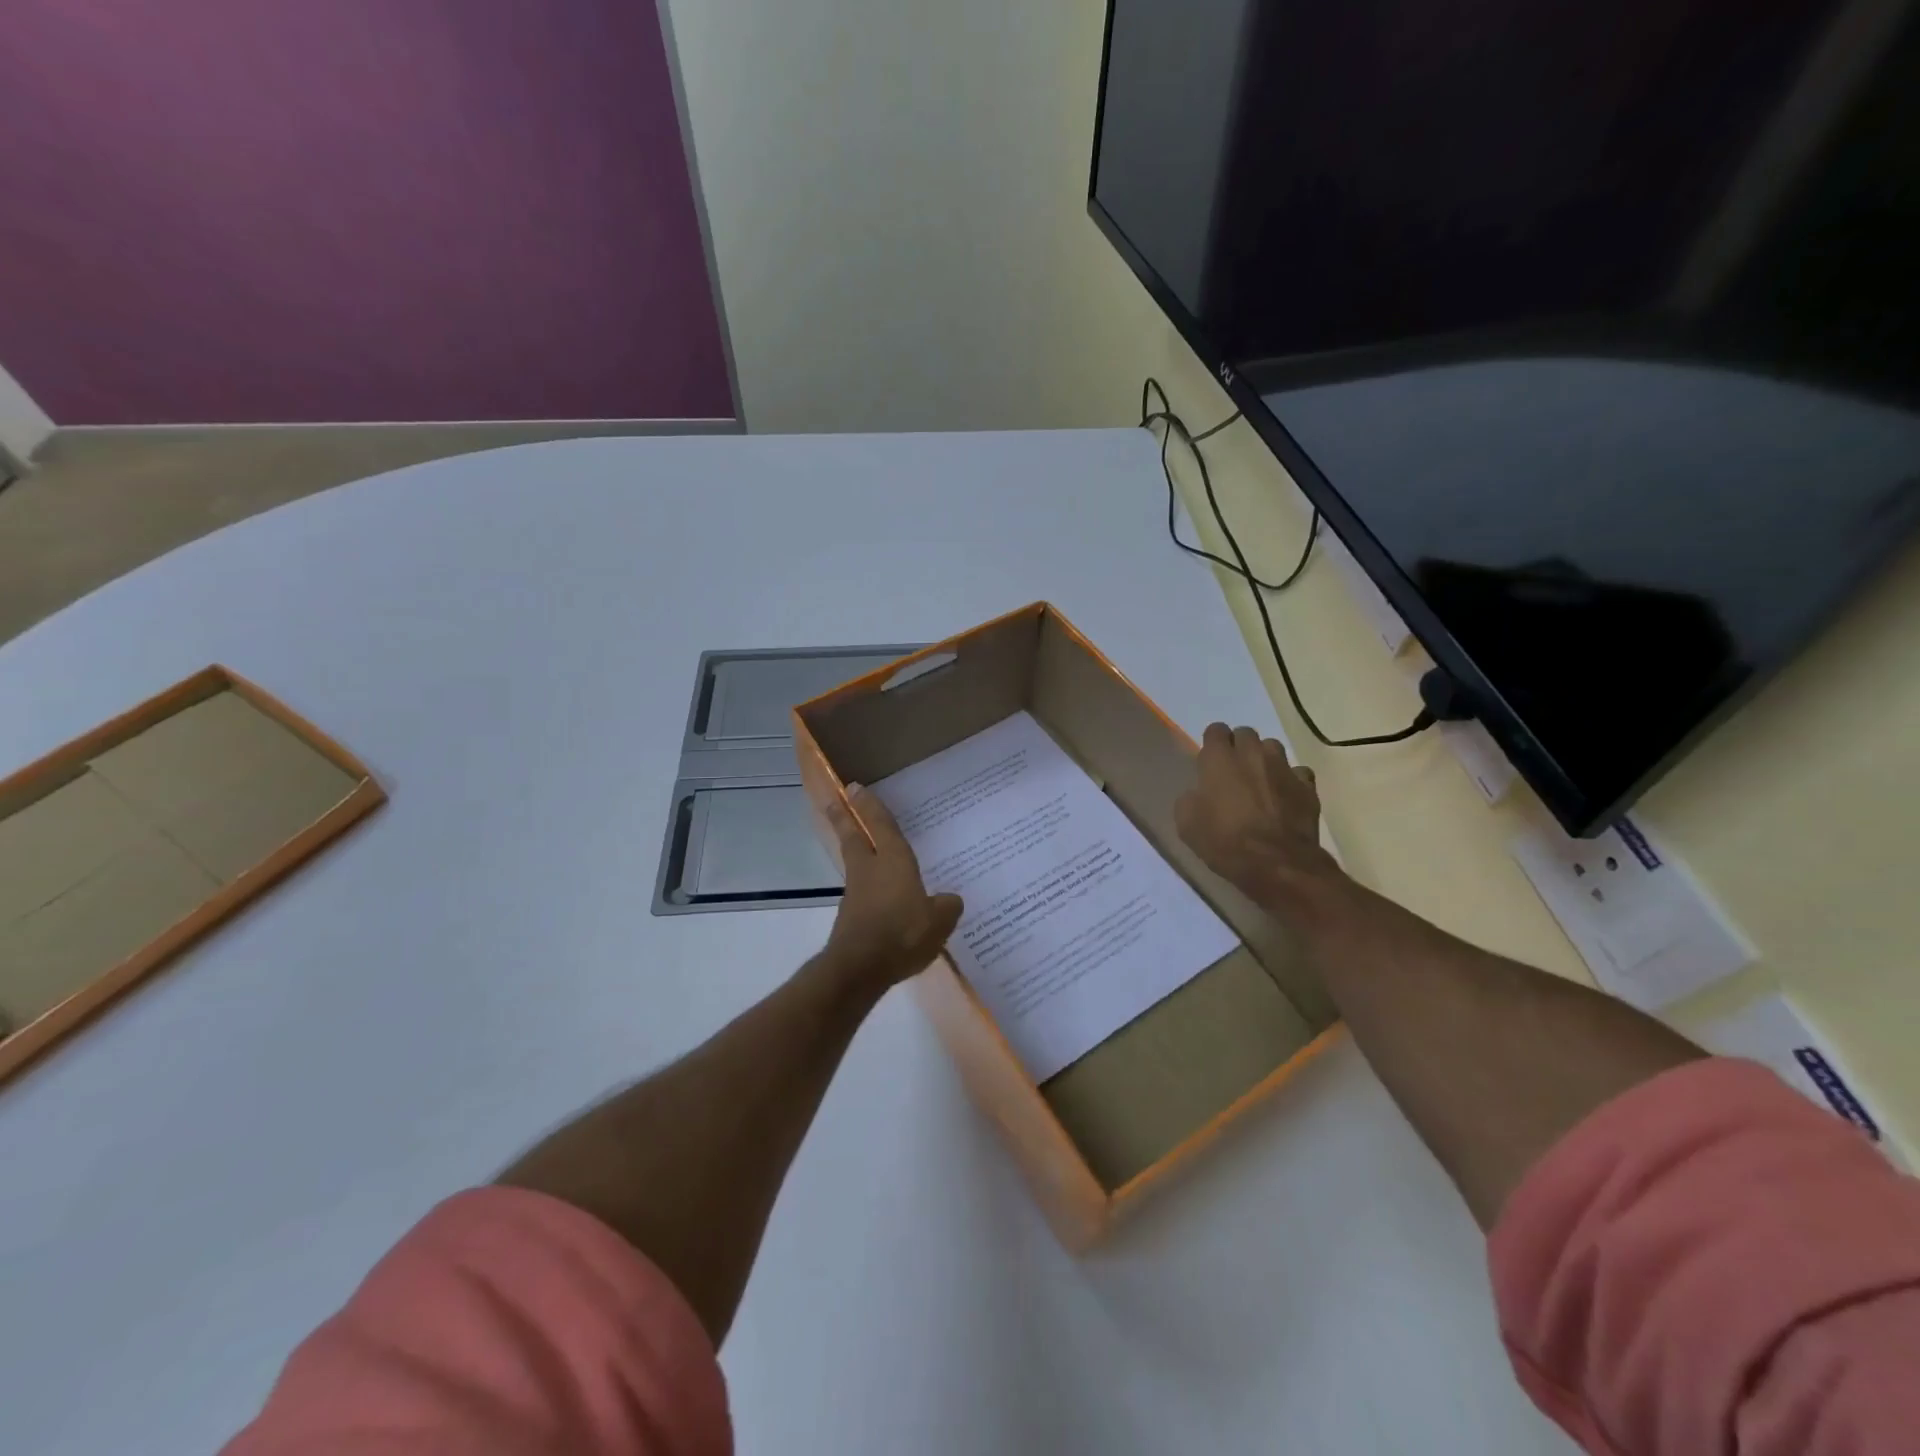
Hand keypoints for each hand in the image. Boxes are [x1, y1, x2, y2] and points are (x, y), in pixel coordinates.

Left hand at [821, 786, 963, 988]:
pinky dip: (867, 885)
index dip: (869, 806)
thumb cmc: (902, 934)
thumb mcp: (939, 921)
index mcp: (893, 862)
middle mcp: (870, 870)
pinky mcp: (851, 917)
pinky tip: (881, 897)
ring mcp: (856, 894)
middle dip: (845, 817)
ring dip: (854, 849)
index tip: (854, 787)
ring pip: (855, 862)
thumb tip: (949, 900)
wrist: (859, 968)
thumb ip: (947, 906)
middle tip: (836, 799)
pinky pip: (861, 892)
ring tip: (862, 846)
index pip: (880, 826)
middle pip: (854, 837)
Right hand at [1175, 723, 1346, 908]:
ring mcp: (1283, 768)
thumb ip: (1190, 799)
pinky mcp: (1307, 787)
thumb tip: (1198, 794)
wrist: (1277, 864)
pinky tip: (1285, 797)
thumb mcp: (1187, 824)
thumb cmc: (1225, 842)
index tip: (1208, 762)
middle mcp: (1252, 754)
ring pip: (1273, 747)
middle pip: (1245, 733)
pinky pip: (1298, 772)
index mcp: (1219, 759)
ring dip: (1264, 759)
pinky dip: (1290, 780)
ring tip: (1260, 780)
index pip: (1215, 730)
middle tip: (1233, 771)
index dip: (1211, 743)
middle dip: (1238, 747)